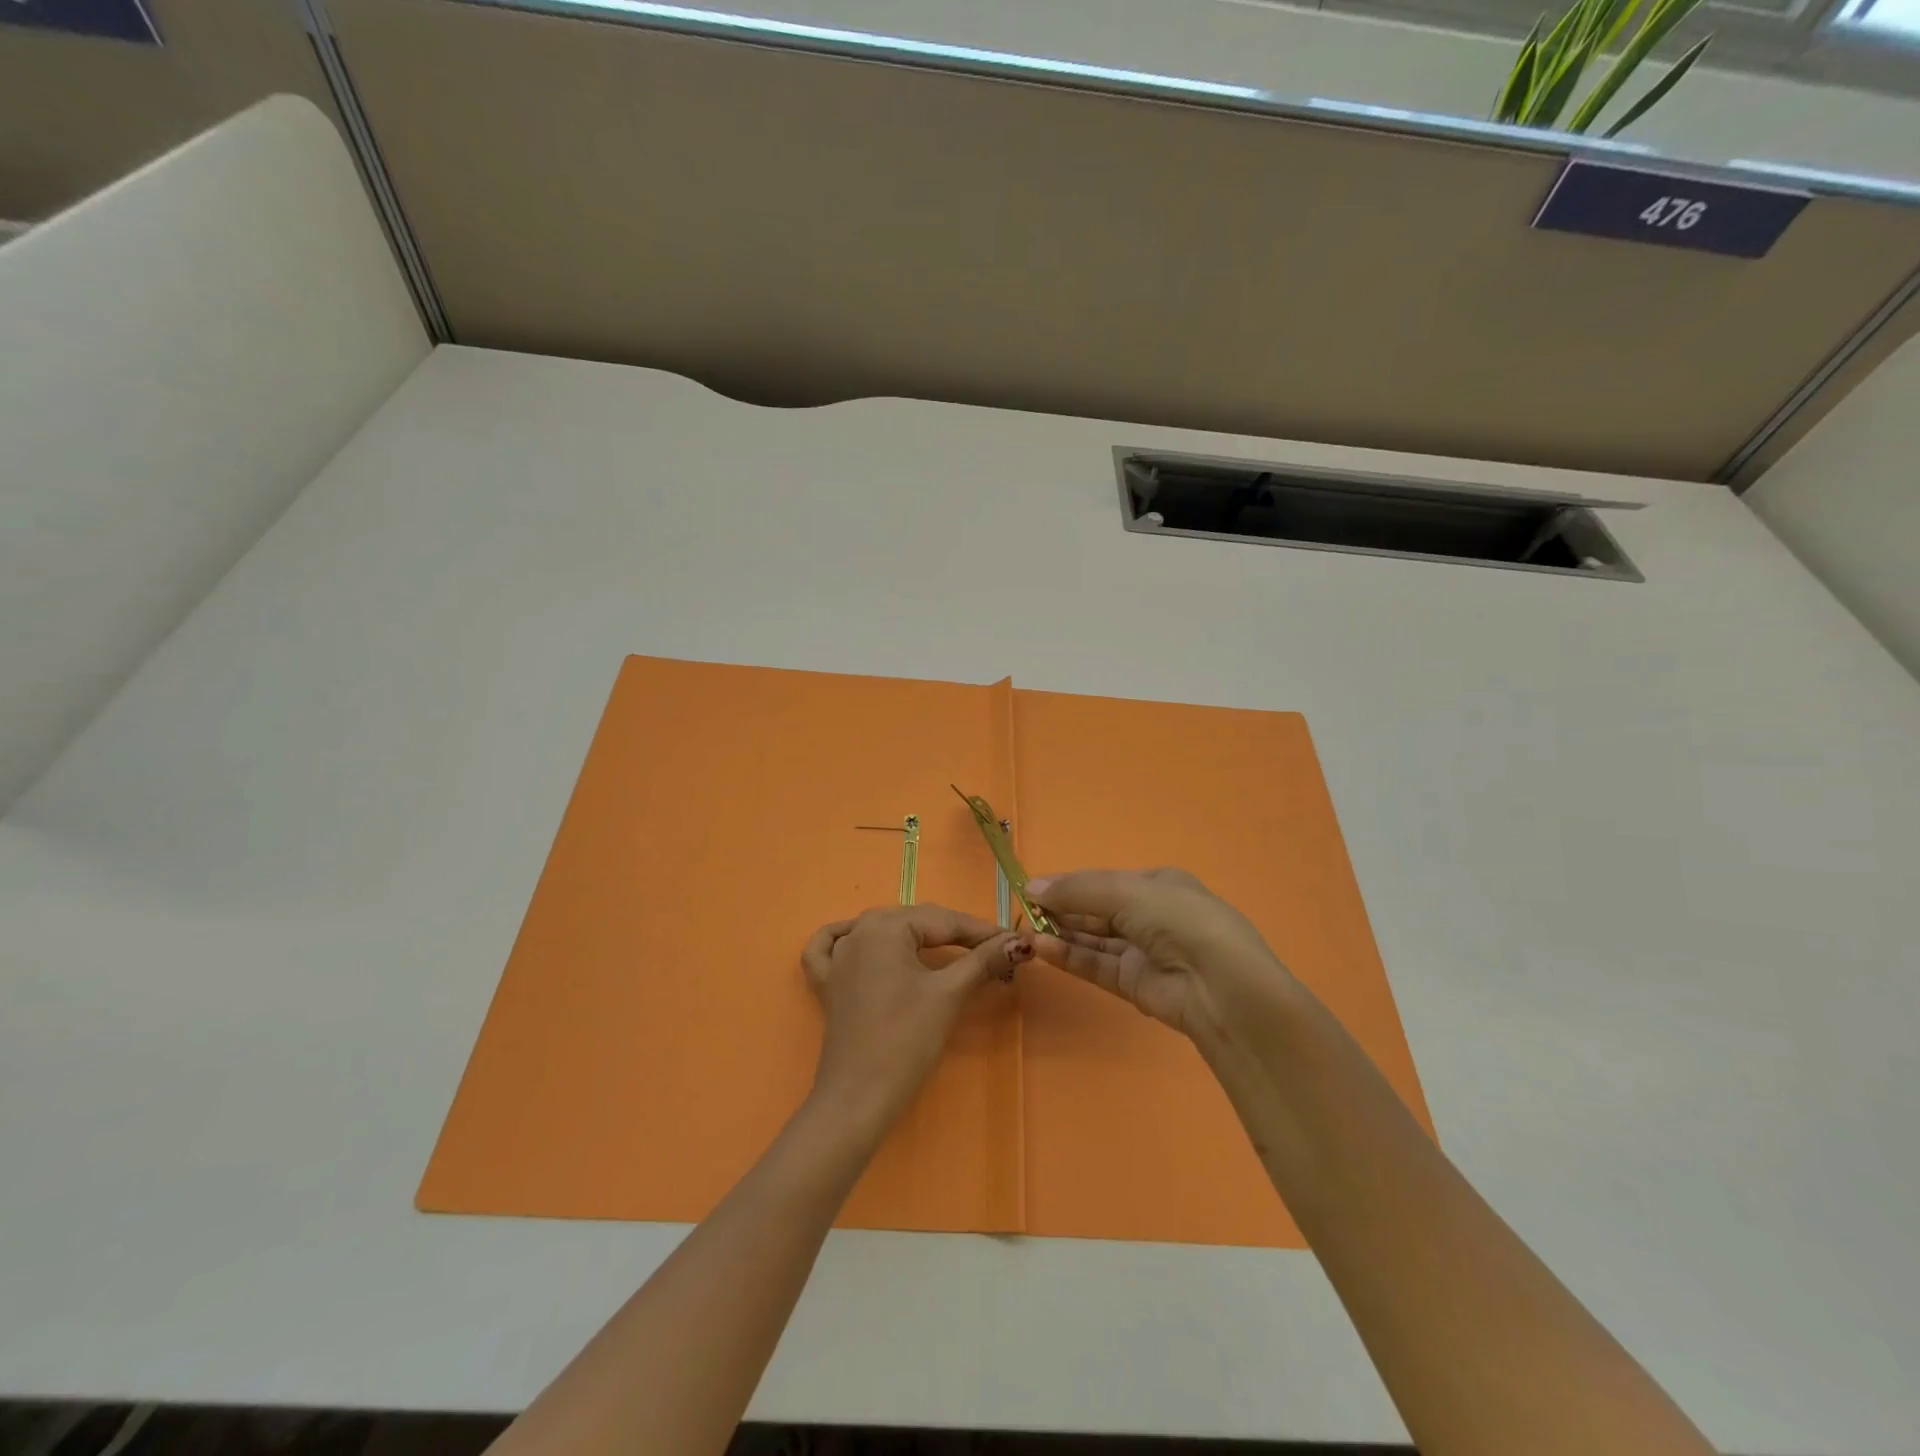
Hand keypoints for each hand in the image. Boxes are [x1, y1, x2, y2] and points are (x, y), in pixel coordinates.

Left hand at [801, 906, 1028, 1131]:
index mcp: (884, 926)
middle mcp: (858, 931)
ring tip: (946, 947)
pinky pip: (832, 947)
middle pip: (915, 922)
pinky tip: (863, 940)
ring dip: (914, 935)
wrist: (859, 1096)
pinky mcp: (826, 983)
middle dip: (954, 934)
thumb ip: (983, 961)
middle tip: (991, 950)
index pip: (944, 921)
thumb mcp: (948, 994)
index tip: (1013, 941)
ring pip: (881, 930)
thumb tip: (1020, 942)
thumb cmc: (906, 1040)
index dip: (982, 931)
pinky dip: (850, 939)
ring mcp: (837, 957)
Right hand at [1025, 868, 1298, 1045]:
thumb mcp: (1127, 892)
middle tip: (1024, 910)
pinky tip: (1042, 947)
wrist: (1220, 987)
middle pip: (1097, 910)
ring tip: (1027, 929)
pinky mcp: (1136, 985)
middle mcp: (1152, 915)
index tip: (1033, 888)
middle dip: (1063, 908)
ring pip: (1095, 939)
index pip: (1105, 881)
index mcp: (1159, 885)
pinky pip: (1097, 965)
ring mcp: (1144, 952)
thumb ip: (1077, 890)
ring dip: (1062, 933)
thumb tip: (1031, 887)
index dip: (1070, 884)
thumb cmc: (1178, 920)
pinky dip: (1070, 956)